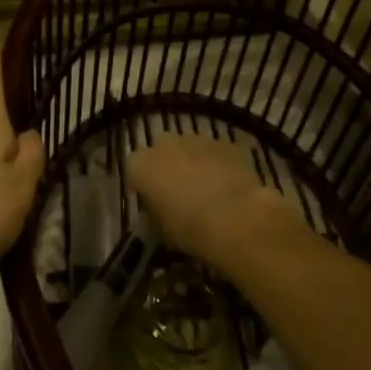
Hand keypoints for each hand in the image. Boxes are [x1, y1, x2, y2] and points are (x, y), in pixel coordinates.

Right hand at [127, 135, 296, 270]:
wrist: (236, 218)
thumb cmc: (191, 229)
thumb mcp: (161, 230)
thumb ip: (154, 212)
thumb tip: (159, 209)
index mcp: (141, 165)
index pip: (133, 169)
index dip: (143, 185)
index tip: (153, 202)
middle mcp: (164, 144)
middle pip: (160, 152)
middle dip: (167, 167)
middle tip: (179, 192)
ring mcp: (196, 139)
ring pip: (189, 148)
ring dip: (193, 163)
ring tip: (207, 189)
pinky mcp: (224, 142)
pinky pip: (214, 152)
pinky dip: (217, 164)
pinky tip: (228, 186)